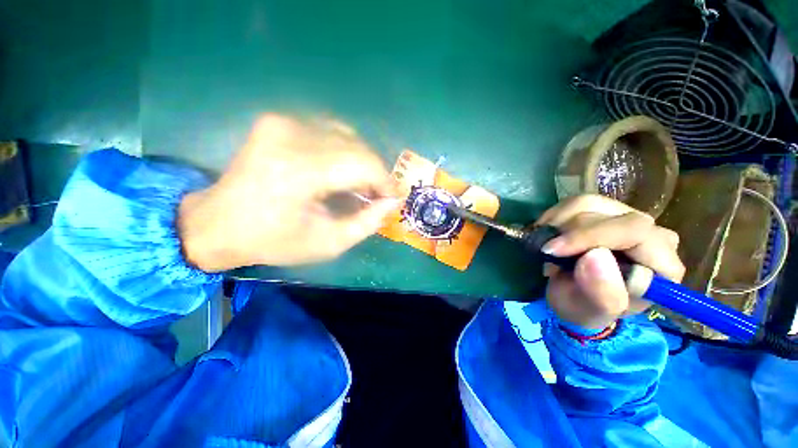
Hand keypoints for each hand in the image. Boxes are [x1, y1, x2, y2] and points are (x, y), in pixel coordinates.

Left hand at [178, 115, 399, 271]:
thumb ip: (367, 222)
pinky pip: (328, 130)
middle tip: (378, 194)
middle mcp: (290, 136)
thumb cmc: (274, 241)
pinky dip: (344, 150)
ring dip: (361, 161)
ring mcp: (281, 123)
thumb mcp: (329, 243)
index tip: (393, 197)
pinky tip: (341, 171)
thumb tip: (392, 202)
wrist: (218, 224)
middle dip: (375, 172)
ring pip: (346, 135)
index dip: (385, 180)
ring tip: (360, 185)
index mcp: (299, 172)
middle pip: (357, 146)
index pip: (362, 164)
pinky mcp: (277, 121)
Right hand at [536, 195, 684, 329]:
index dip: (589, 236)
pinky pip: (573, 203)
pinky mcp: (603, 209)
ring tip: (548, 247)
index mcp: (662, 265)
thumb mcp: (590, 311)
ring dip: (558, 225)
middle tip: (546, 253)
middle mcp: (651, 235)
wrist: (573, 295)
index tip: (553, 250)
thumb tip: (595, 256)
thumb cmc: (584, 307)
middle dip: (569, 234)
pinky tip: (550, 236)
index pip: (634, 231)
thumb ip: (602, 293)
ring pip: (587, 203)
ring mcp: (626, 217)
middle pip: (608, 215)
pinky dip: (554, 218)